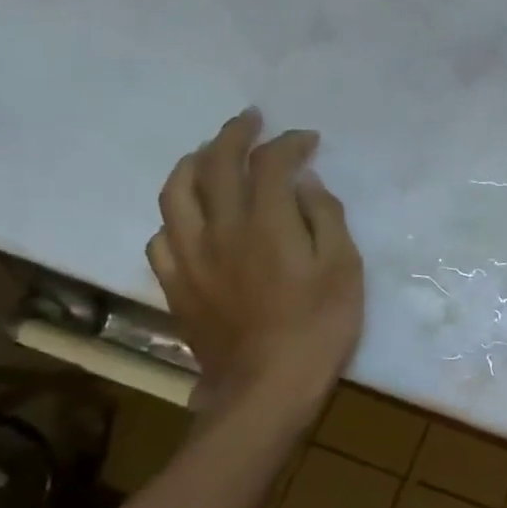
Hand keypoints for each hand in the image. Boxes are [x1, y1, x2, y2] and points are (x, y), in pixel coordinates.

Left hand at [148, 109, 363, 425]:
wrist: (267, 388)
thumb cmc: (320, 327)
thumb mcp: (344, 268)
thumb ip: (325, 217)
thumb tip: (305, 183)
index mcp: (266, 222)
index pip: (270, 162)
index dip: (288, 142)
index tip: (307, 139)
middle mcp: (220, 228)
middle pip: (214, 163)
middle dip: (234, 134)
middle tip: (251, 120)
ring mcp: (190, 256)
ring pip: (175, 193)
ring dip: (192, 163)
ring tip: (208, 154)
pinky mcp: (176, 285)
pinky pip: (162, 236)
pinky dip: (177, 215)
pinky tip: (191, 218)